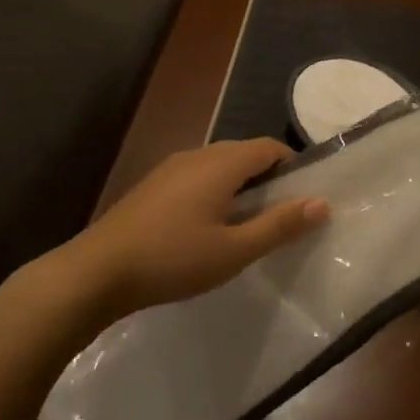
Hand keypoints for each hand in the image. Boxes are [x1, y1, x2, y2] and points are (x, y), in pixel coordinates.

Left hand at [66, 139, 328, 312]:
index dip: (292, 166)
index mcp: (220, 164)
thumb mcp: (235, 250)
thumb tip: (322, 203)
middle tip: (281, 215)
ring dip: (240, 185)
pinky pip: (196, 176)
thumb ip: (280, 225)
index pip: (269, 147)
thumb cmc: (173, 259)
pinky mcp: (152, 186)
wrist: (96, 272)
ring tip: (248, 223)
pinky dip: (215, 191)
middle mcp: (196, 155)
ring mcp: (169, 169)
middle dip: (268, 177)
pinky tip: (208, 227)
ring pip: (218, 165)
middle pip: (244, 153)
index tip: (303, 197)